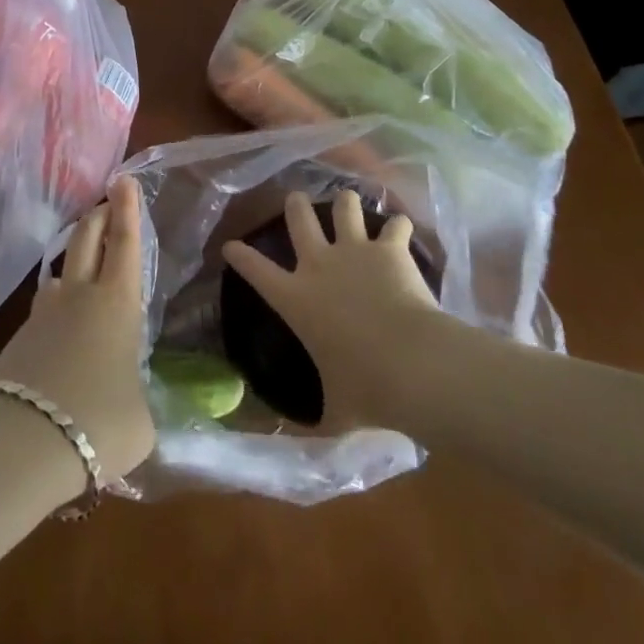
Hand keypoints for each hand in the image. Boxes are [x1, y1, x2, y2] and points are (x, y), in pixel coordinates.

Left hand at [0, 175, 154, 486]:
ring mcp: (43, 314)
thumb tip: (127, 402)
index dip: (127, 209)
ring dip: (74, 264)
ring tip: (83, 275)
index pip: (125, 243)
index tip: (123, 179)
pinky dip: (55, 313)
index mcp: (116, 303)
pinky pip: (43, 313)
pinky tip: (60, 338)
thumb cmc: (99, 422)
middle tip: (105, 203)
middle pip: (87, 239)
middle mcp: (79, 296)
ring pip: (60, 274)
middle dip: (99, 216)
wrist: (24, 441)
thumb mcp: (140, 420)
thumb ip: (136, 398)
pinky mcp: (18, 340)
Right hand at [222, 190, 444, 431]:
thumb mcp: (334, 412)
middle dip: (295, 204)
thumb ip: (314, 418)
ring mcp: (355, 250)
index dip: (239, 255)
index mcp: (296, 299)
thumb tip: (290, 444)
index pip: (255, 270)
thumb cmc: (367, 391)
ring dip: (345, 203)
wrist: (413, 364)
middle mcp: (319, 264)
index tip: (230, 245)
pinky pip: (394, 224)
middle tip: (296, 199)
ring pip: (343, 206)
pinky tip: (401, 226)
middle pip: (298, 217)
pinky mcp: (390, 249)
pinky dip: (398, 225)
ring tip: (349, 202)